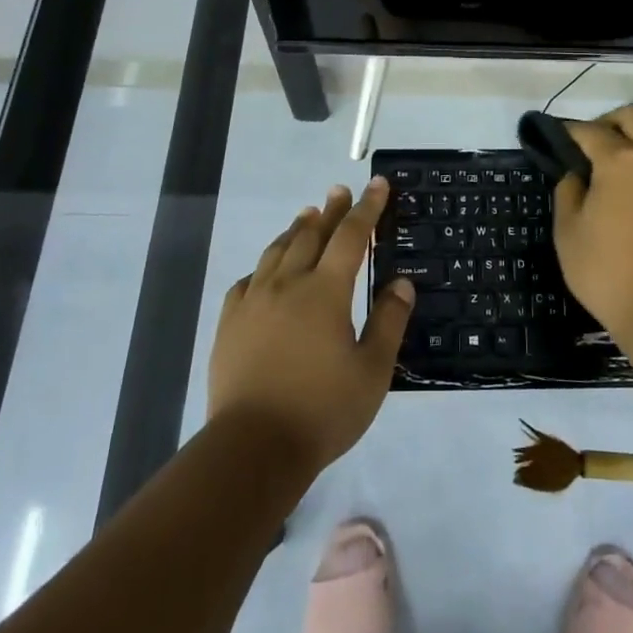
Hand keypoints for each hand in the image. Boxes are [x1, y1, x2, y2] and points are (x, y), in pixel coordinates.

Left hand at [208, 178, 413, 472]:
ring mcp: (254, 300)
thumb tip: (401, 283)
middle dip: (331, 210)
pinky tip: (268, 269)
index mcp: (326, 291)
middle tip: (340, 191)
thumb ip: (389, 322)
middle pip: (312, 234)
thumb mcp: (372, 371)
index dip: (367, 208)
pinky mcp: (230, 322)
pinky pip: (249, 279)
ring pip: (278, 250)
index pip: (351, 236)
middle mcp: (288, 283)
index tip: (377, 184)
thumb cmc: (322, 410)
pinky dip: (266, 264)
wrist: (253, 447)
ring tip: (308, 215)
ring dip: (297, 229)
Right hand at [552, 105, 632, 343]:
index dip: (572, 131)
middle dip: (612, 122)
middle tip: (597, 146)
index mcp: (620, 160)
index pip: (590, 130)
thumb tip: (577, 176)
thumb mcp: (568, 235)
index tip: (562, 139)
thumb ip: (568, 195)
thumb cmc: (611, 272)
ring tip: (632, 182)